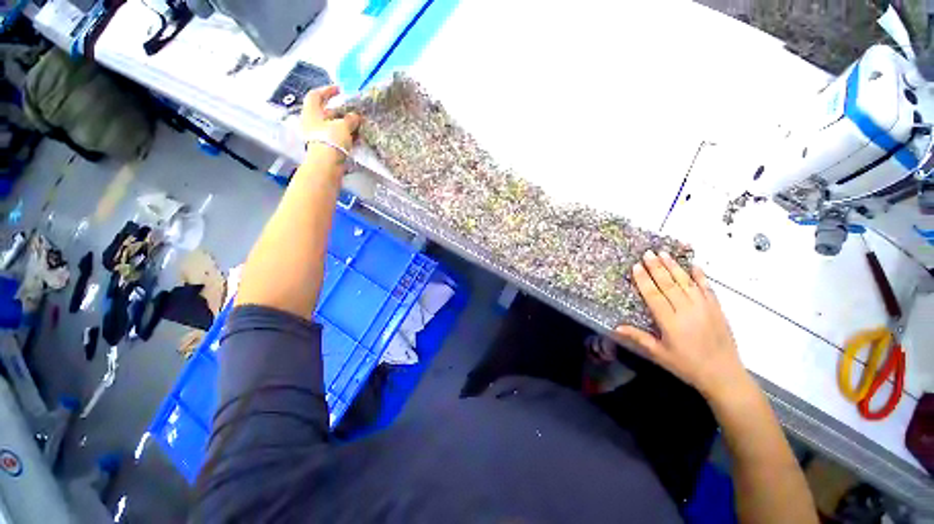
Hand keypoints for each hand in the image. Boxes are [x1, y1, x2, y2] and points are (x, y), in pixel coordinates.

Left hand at [301, 85, 360, 151]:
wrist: (326, 164)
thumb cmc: (331, 139)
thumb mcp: (344, 126)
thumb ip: (350, 119)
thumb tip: (355, 116)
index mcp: (312, 112)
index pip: (316, 95)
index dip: (327, 90)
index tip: (339, 90)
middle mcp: (312, 122)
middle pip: (325, 112)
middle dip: (340, 111)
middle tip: (353, 112)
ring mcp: (317, 136)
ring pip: (332, 126)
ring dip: (344, 125)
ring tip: (358, 126)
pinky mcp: (324, 147)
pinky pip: (335, 138)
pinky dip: (345, 136)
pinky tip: (356, 138)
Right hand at [615, 251, 748, 400]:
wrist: (724, 375)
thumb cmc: (687, 366)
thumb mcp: (659, 354)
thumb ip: (639, 337)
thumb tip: (616, 327)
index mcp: (670, 322)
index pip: (653, 295)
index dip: (644, 280)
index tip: (636, 266)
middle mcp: (687, 311)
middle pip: (669, 284)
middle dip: (657, 267)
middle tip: (648, 253)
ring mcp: (704, 308)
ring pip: (686, 282)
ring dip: (674, 267)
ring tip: (664, 253)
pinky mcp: (717, 309)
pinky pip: (707, 288)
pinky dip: (700, 276)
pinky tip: (693, 266)